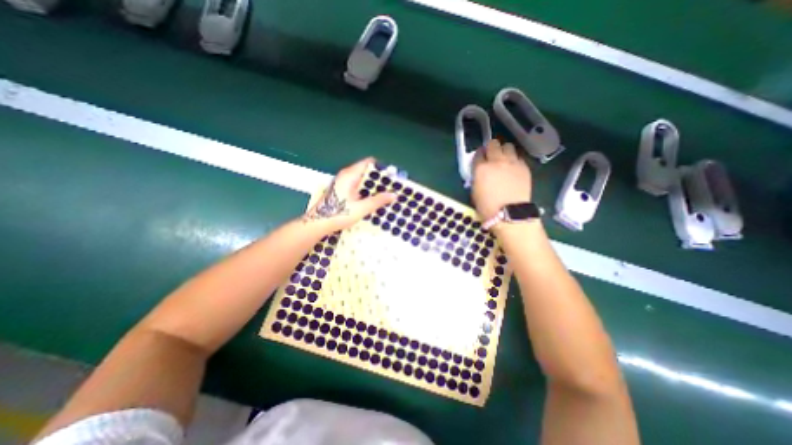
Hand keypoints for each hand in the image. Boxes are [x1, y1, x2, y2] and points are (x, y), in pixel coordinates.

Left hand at [303, 157, 395, 231]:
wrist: (317, 224)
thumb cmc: (338, 214)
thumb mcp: (361, 208)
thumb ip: (378, 201)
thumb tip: (394, 195)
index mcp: (350, 175)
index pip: (368, 163)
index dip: (381, 168)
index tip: (392, 176)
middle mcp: (346, 176)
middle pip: (366, 171)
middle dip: (379, 178)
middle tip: (392, 186)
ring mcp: (343, 183)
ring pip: (362, 179)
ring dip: (373, 185)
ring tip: (386, 193)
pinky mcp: (342, 191)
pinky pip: (357, 186)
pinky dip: (366, 190)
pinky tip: (373, 199)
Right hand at [469, 140, 531, 220]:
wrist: (510, 214)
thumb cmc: (487, 208)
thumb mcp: (475, 193)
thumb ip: (477, 178)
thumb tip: (480, 174)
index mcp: (481, 168)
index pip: (478, 154)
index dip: (479, 155)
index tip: (480, 159)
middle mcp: (496, 161)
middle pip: (493, 144)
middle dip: (491, 148)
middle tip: (491, 154)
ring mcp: (512, 163)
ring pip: (508, 146)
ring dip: (504, 150)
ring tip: (504, 158)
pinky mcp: (524, 167)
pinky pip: (519, 157)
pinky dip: (515, 159)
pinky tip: (513, 167)